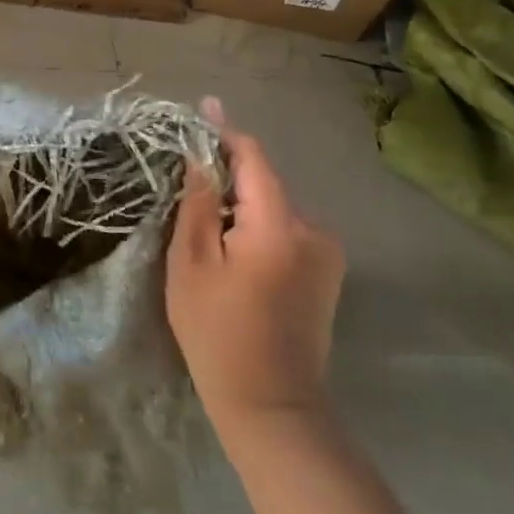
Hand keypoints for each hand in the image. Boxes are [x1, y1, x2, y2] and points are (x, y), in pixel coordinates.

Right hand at [167, 98, 344, 427]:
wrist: (272, 406)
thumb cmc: (218, 332)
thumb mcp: (191, 263)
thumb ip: (198, 204)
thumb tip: (200, 157)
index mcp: (278, 226)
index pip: (254, 159)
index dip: (226, 132)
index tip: (204, 107)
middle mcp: (313, 230)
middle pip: (264, 183)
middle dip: (228, 176)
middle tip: (187, 184)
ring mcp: (326, 255)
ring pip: (273, 207)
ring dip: (242, 204)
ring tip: (205, 226)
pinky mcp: (327, 274)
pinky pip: (285, 230)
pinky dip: (257, 226)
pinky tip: (233, 251)